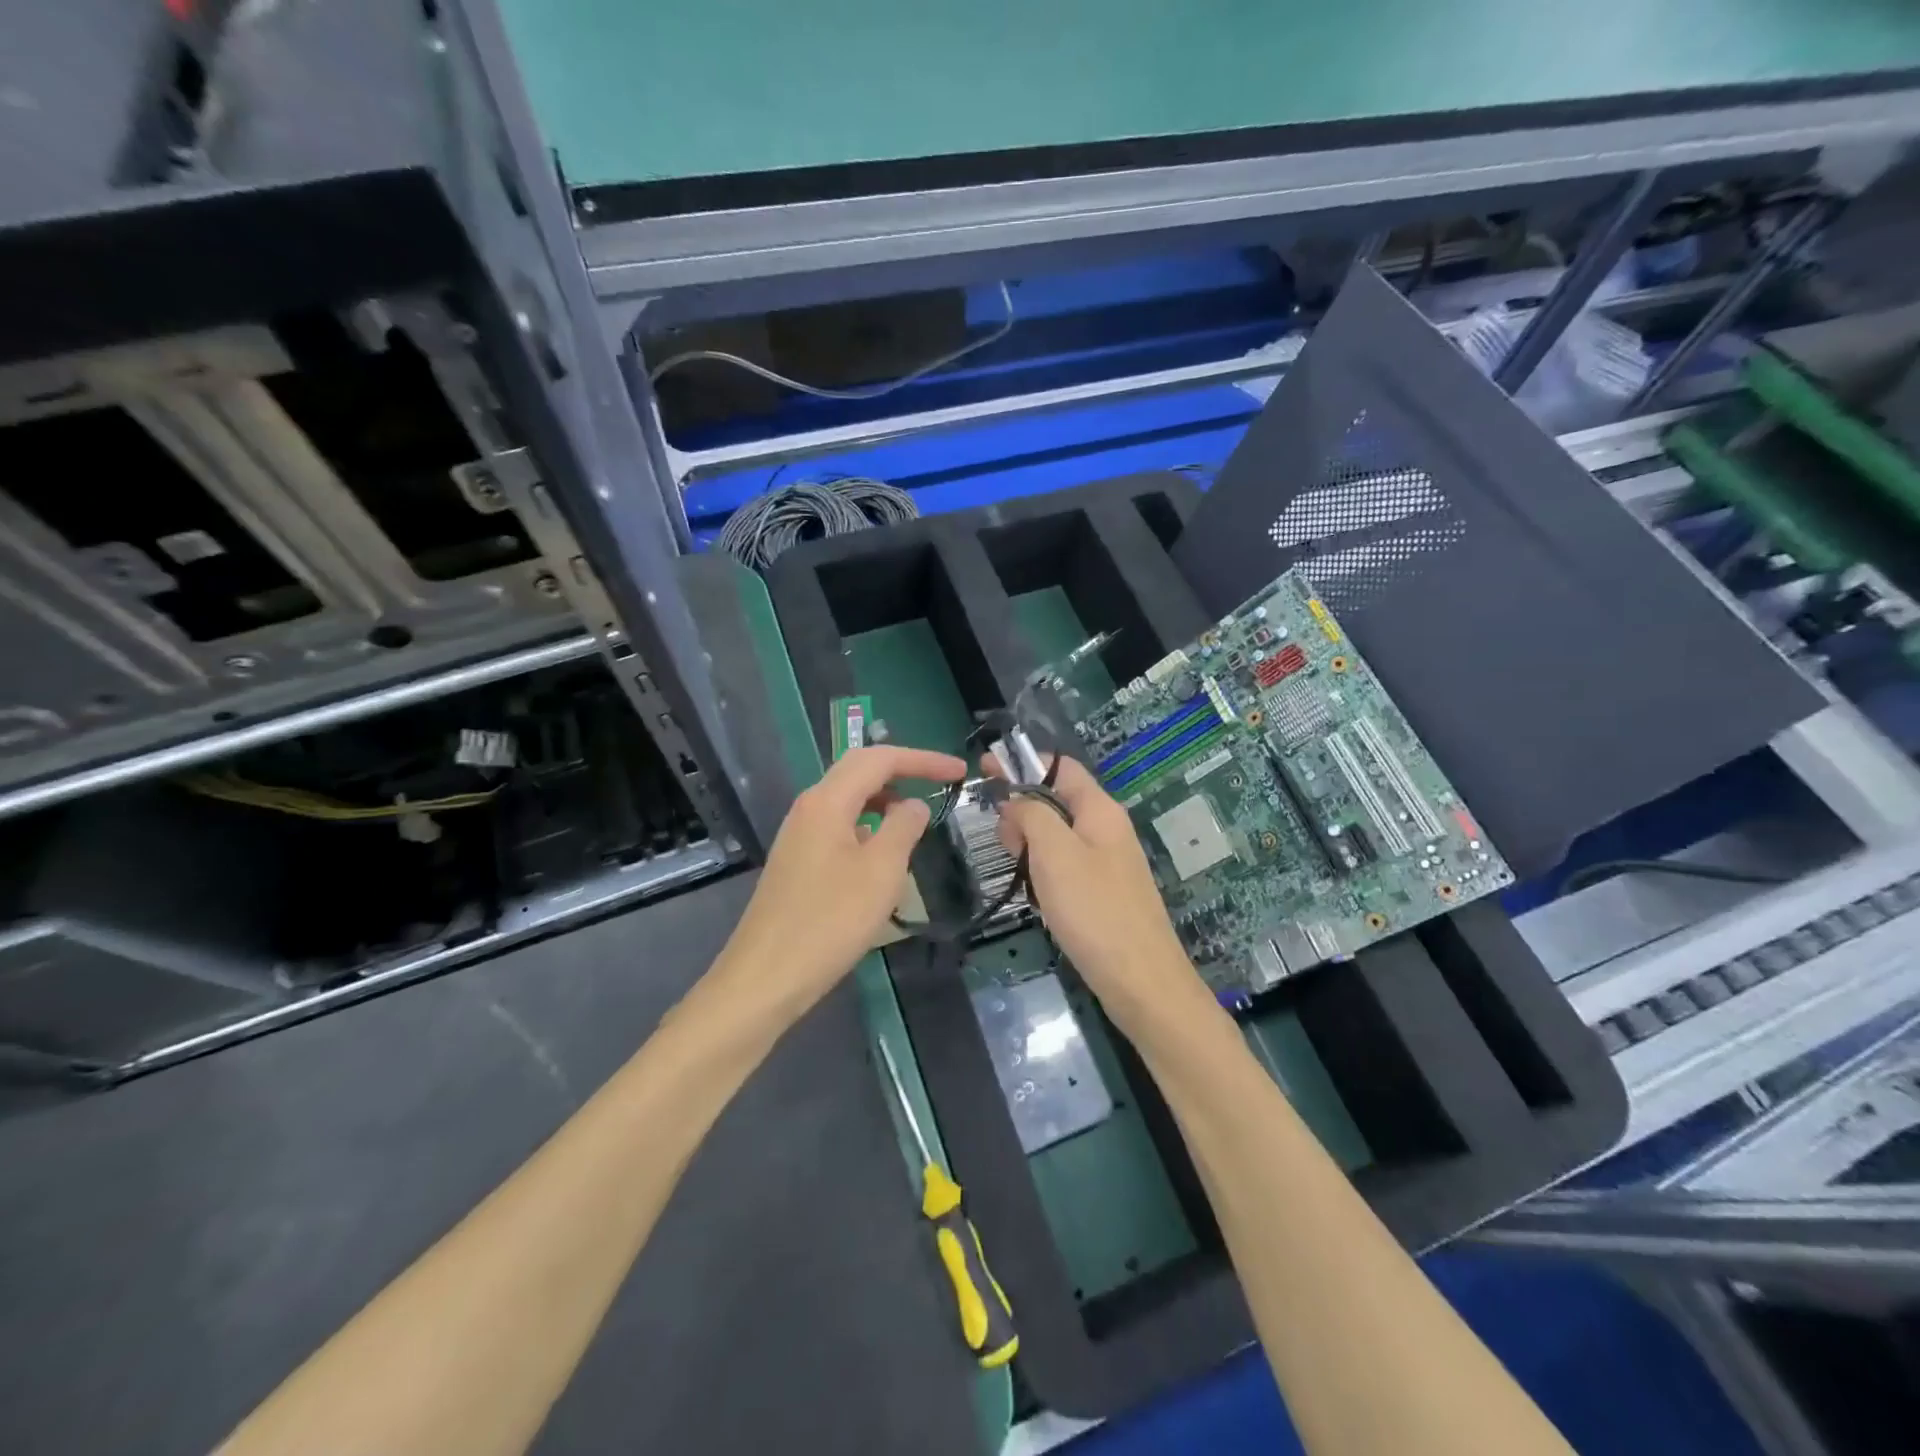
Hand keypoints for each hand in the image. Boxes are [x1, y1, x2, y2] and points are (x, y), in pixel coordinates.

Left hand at [720, 745, 965, 1017]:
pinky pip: (839, 826)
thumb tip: (914, 805)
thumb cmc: (830, 922)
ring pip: (848, 799)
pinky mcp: (797, 861)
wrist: (766, 976)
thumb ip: (903, 828)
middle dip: (904, 771)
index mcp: (827, 801)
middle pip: (860, 771)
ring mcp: (799, 835)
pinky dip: (868, 826)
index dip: (923, 760)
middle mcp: (809, 808)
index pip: (880, 759)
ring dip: (885, 800)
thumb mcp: (881, 872)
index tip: (959, 771)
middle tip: (942, 783)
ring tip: (917, 820)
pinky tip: (882, 855)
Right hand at [992, 755, 1213, 1036]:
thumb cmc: (1094, 909)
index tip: (984, 768)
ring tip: (1016, 867)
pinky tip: (1035, 893)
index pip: (1060, 767)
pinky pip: (1065, 865)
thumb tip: (1015, 801)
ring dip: (1030, 843)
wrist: (1141, 981)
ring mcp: (1107, 862)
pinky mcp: (1103, 892)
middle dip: (1022, 810)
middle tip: (1002, 839)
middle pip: (1056, 800)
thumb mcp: (1054, 852)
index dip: (1022, 763)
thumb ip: (1031, 815)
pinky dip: (1043, 869)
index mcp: (1100, 810)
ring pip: (1058, 836)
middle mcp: (1106, 829)